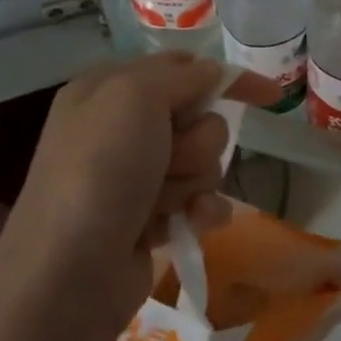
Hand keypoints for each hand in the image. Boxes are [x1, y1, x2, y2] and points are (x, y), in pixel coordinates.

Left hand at [0, 54, 279, 340]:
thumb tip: (216, 75)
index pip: (183, 68)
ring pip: (204, 161)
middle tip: (168, 161)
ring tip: (164, 203)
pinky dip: (200, 212)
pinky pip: (201, 201)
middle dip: (196, 142)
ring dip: (193, 181)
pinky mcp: (151, 217)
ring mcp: (136, 176)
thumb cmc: (100, 172)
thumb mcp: (134, 97)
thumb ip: (183, 77)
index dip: (227, 79)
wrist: (69, 272)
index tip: (271, 96)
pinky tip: (191, 224)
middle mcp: (122, 129)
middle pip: (200, 119)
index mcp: (108, 90)